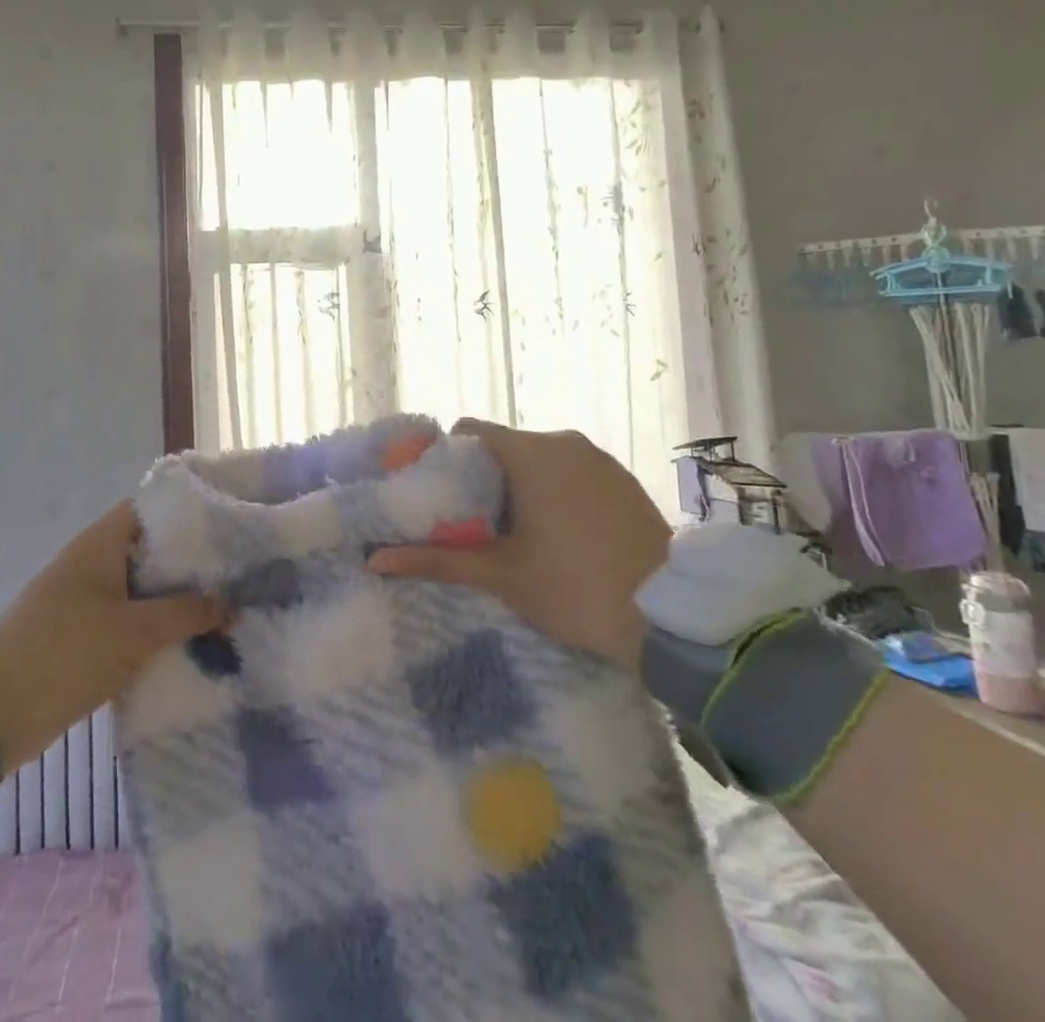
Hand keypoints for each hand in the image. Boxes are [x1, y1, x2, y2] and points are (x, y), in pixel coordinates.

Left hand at [0, 502, 222, 769]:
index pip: (153, 507)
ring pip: (142, 588)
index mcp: (99, 543)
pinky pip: (129, 619)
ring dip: (176, 600)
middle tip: (239, 572)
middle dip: (192, 563)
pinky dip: (156, 627)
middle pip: (151, 549)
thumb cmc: (63, 656)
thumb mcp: (135, 633)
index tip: (231, 523)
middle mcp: (92, 562)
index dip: (191, 510)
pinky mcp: (81, 634)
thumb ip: (187, 614)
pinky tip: (190, 641)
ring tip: (226, 607)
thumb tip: (231, 605)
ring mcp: (85, 599)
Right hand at [367, 420, 671, 667]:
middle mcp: (563, 441)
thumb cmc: (574, 588)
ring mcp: (598, 457)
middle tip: (470, 521)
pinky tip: (558, 531)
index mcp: (530, 453)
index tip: (438, 492)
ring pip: (539, 457)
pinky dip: (554, 488)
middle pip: (503, 444)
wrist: (669, 615)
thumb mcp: (500, 575)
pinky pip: (572, 469)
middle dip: (482, 476)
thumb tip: (375, 559)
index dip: (446, 456)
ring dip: (519, 483)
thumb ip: (436, 560)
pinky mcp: (622, 476)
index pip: (469, 430)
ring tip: (513, 531)